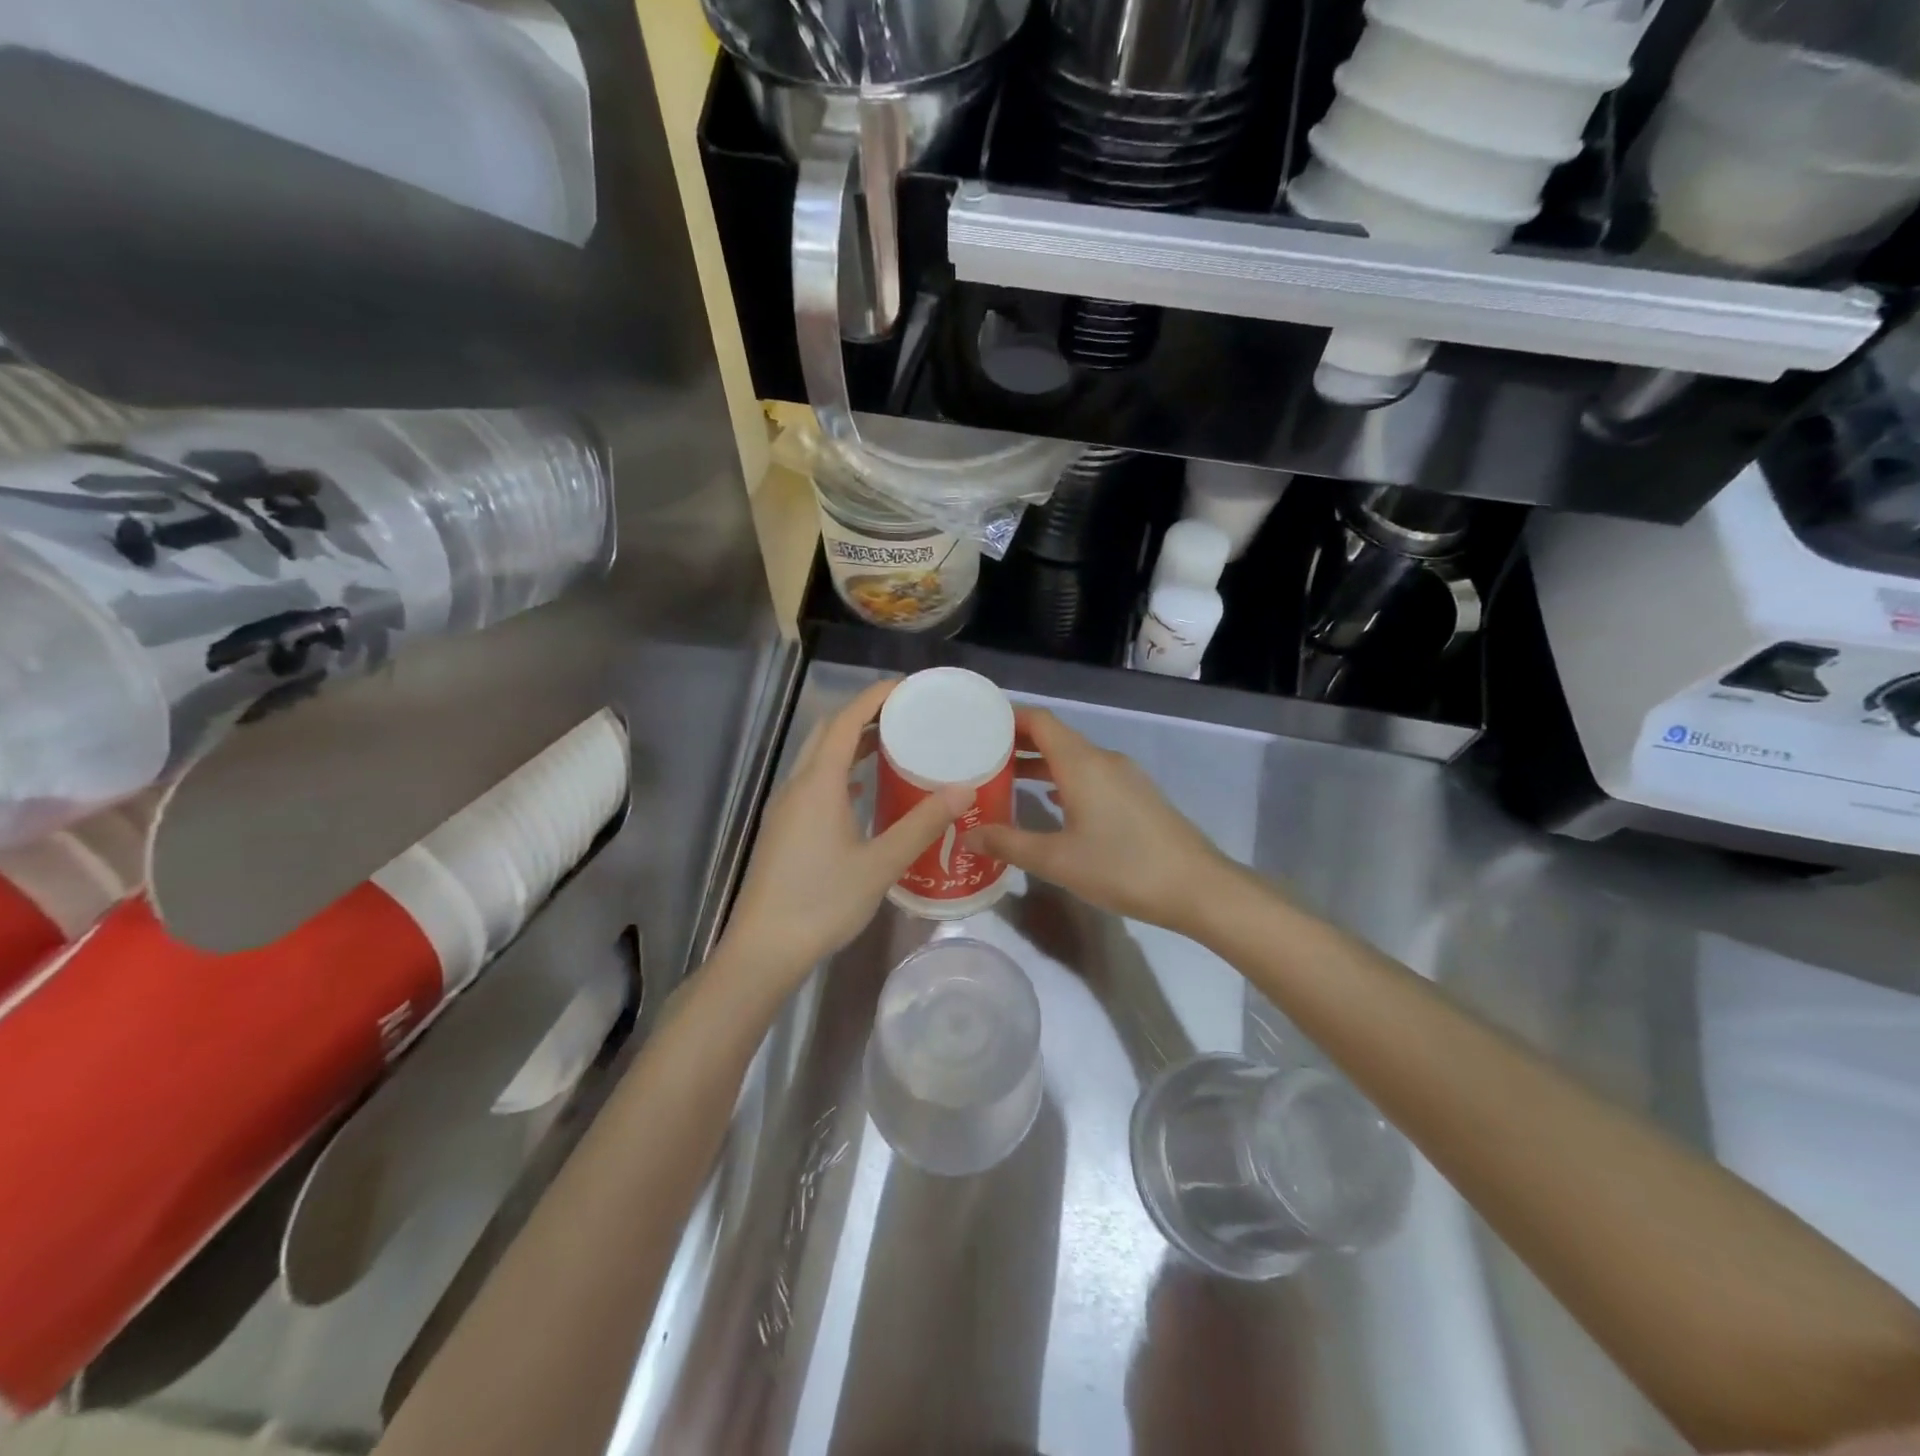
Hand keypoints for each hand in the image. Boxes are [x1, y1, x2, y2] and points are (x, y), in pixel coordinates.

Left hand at [719, 679, 971, 994]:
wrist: (764, 949)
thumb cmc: (822, 902)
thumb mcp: (880, 864)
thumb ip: (922, 824)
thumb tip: (963, 789)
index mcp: (818, 784)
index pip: (847, 721)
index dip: (874, 697)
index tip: (908, 687)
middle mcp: (797, 786)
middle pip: (829, 732)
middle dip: (865, 715)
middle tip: (907, 714)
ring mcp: (786, 808)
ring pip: (818, 758)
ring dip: (851, 743)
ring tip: (893, 744)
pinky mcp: (783, 829)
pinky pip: (814, 782)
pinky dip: (841, 772)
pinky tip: (863, 790)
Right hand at [965, 708, 1239, 935]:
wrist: (1197, 887)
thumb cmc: (1122, 868)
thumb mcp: (1057, 861)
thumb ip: (1009, 844)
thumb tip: (967, 835)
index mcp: (1082, 763)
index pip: (1039, 720)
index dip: (1007, 716)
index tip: (975, 723)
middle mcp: (1103, 759)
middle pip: (1055, 736)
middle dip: (1017, 741)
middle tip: (979, 755)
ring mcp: (1124, 776)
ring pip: (1073, 757)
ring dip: (1040, 762)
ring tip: (1005, 778)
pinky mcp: (1136, 795)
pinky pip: (1090, 774)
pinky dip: (1063, 778)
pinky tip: (1049, 800)